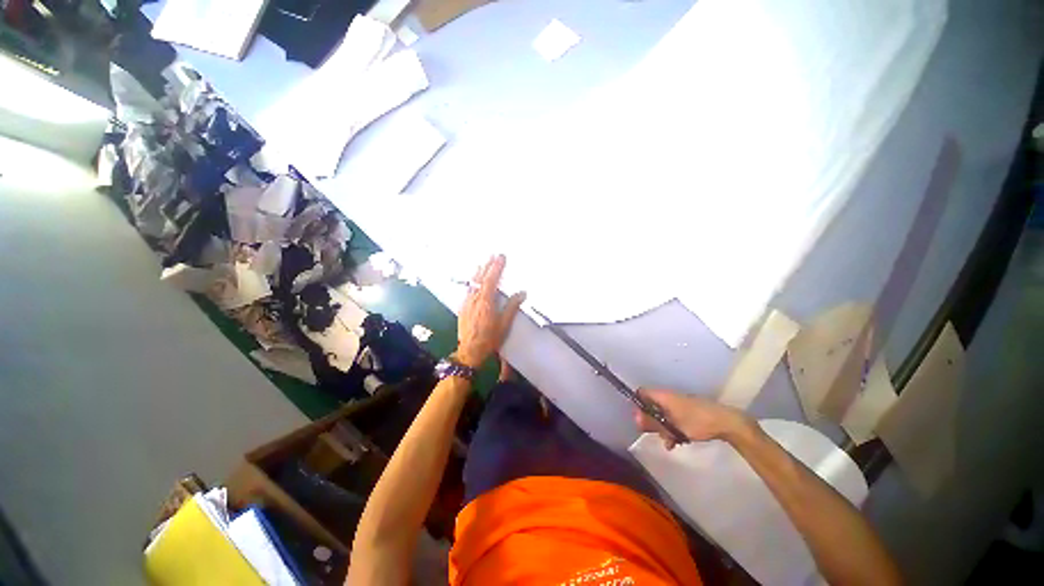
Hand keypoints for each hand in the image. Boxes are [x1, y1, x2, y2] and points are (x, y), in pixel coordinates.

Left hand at [455, 255, 525, 368]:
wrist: (469, 351)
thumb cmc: (489, 339)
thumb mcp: (504, 324)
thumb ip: (512, 307)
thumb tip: (522, 292)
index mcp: (486, 302)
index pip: (492, 279)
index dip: (497, 267)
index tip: (501, 256)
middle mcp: (474, 299)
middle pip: (481, 278)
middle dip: (487, 265)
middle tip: (493, 255)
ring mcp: (467, 303)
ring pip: (472, 283)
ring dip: (479, 272)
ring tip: (483, 263)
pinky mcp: (462, 308)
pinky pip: (468, 290)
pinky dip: (472, 282)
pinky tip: (473, 281)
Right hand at [635, 389, 755, 447]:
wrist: (726, 422)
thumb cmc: (697, 422)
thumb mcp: (672, 426)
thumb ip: (653, 423)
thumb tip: (635, 419)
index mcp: (663, 396)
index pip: (642, 393)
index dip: (638, 404)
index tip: (640, 419)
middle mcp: (669, 396)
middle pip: (652, 405)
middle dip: (652, 421)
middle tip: (656, 434)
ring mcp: (679, 403)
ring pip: (663, 413)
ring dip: (663, 427)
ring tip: (669, 442)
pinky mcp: (688, 410)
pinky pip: (674, 417)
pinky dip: (673, 427)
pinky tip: (678, 441)